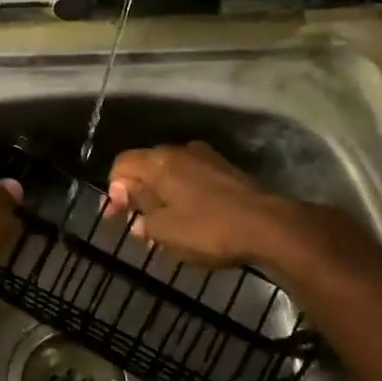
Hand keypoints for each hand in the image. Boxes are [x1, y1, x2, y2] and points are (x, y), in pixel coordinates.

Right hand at [107, 142, 313, 268]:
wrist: (269, 227)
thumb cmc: (208, 229)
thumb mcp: (163, 229)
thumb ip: (141, 214)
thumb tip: (134, 209)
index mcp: (160, 161)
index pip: (121, 165)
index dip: (112, 190)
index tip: (116, 218)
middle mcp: (181, 151)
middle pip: (146, 167)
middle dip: (137, 196)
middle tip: (137, 226)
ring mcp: (208, 159)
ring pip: (171, 175)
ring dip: (161, 199)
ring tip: (162, 229)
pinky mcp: (228, 172)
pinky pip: (193, 180)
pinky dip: (183, 198)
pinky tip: (189, 222)